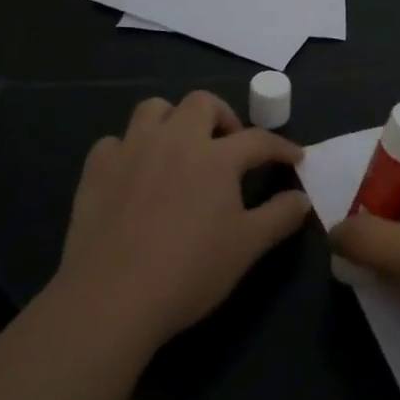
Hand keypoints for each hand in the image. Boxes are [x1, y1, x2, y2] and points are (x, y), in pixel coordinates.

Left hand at [60, 91, 310, 347]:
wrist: (112, 296)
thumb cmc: (189, 270)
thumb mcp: (247, 247)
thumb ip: (280, 216)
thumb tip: (302, 199)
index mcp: (216, 156)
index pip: (258, 139)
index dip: (281, 147)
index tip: (294, 157)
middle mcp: (175, 139)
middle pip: (202, 103)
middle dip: (222, 116)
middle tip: (229, 145)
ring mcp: (132, 149)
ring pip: (154, 108)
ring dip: (172, 120)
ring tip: (180, 147)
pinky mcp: (96, 168)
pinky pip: (115, 141)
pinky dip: (129, 149)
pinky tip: (134, 174)